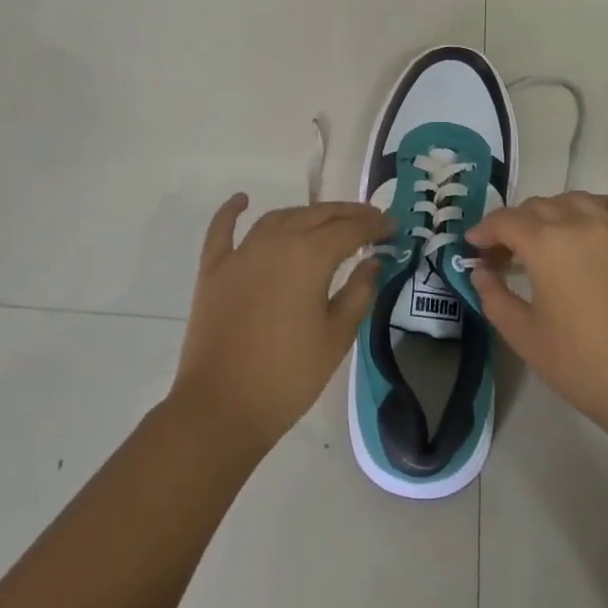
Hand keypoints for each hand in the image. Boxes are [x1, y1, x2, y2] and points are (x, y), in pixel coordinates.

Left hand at [171, 196, 387, 451]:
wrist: (221, 407)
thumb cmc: (288, 376)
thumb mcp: (336, 337)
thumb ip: (359, 292)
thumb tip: (373, 260)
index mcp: (309, 256)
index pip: (350, 229)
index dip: (374, 225)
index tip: (393, 227)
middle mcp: (275, 241)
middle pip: (317, 215)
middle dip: (347, 214)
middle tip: (370, 221)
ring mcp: (241, 253)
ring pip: (279, 218)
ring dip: (306, 214)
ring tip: (327, 221)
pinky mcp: (214, 269)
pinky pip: (223, 230)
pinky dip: (232, 211)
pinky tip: (242, 199)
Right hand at [467, 192, 607, 441]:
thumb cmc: (582, 364)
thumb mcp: (524, 336)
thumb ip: (494, 297)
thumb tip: (481, 272)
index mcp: (545, 243)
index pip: (505, 221)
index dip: (484, 230)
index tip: (473, 246)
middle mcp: (580, 222)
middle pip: (538, 206)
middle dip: (514, 224)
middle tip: (505, 253)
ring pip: (576, 201)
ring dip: (553, 212)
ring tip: (548, 237)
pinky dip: (597, 208)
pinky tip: (593, 224)